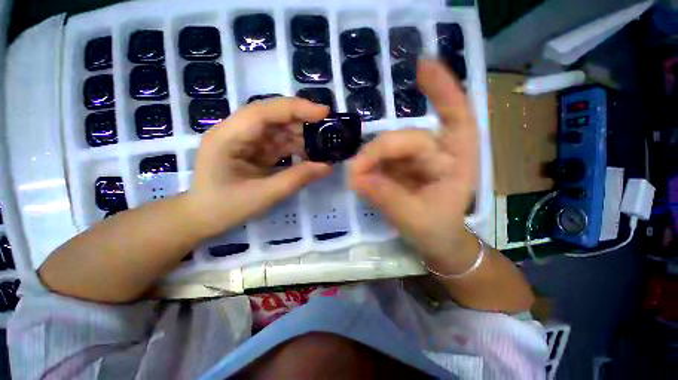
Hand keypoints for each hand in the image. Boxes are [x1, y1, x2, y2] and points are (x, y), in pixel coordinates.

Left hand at [186, 97, 331, 237]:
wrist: (203, 218)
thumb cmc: (226, 207)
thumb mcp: (264, 195)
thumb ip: (297, 179)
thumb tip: (328, 167)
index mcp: (228, 137)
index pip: (264, 112)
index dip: (295, 108)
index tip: (323, 112)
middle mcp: (236, 132)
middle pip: (273, 117)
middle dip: (302, 122)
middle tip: (328, 131)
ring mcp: (245, 140)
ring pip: (278, 129)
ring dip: (301, 136)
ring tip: (322, 146)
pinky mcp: (254, 149)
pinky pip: (278, 143)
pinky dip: (295, 148)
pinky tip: (309, 155)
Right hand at [349, 60, 477, 271]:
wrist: (435, 241)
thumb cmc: (436, 231)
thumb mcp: (416, 220)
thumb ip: (387, 198)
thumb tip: (356, 178)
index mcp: (458, 163)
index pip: (457, 119)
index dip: (442, 90)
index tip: (422, 66)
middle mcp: (439, 154)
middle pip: (408, 139)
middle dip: (380, 152)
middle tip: (356, 172)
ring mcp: (416, 160)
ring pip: (390, 147)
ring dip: (371, 159)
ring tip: (356, 177)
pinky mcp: (399, 167)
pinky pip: (381, 159)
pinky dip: (368, 165)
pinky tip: (360, 176)